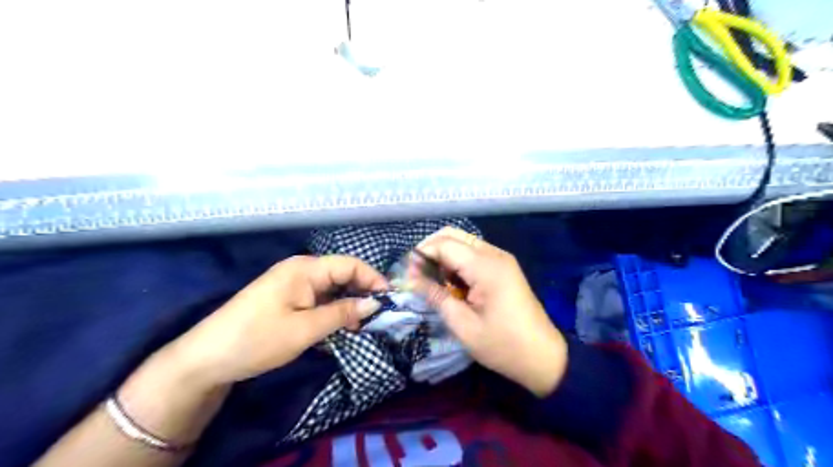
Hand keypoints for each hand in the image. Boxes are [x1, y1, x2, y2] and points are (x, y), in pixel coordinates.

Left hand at [171, 253, 390, 387]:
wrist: (206, 358)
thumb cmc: (258, 339)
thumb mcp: (305, 329)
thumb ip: (342, 313)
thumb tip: (374, 304)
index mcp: (305, 268)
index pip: (350, 265)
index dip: (373, 279)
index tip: (390, 300)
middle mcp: (301, 269)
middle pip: (342, 274)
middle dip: (362, 292)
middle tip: (377, 317)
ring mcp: (292, 283)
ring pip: (332, 287)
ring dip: (348, 303)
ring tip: (360, 325)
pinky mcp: (286, 297)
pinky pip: (318, 297)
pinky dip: (332, 309)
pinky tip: (338, 325)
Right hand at [414, 229, 568, 394]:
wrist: (543, 356)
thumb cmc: (502, 345)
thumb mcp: (462, 325)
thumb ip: (435, 295)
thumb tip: (410, 278)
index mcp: (486, 267)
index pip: (444, 244)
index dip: (421, 255)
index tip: (407, 276)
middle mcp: (494, 254)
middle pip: (452, 235)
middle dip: (430, 250)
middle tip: (417, 275)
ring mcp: (501, 258)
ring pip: (462, 242)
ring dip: (443, 256)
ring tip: (433, 282)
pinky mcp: (503, 266)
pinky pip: (473, 253)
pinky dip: (456, 262)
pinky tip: (452, 283)